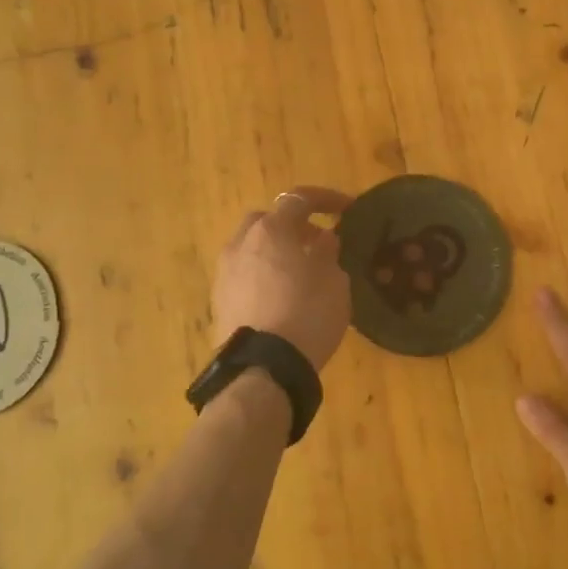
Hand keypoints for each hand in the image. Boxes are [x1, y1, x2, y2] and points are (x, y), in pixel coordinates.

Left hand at [213, 187, 353, 369]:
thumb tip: (323, 239)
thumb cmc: (308, 314)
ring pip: (252, 248)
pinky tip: (282, 296)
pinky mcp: (219, 302)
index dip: (327, 199)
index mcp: (272, 230)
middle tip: (317, 241)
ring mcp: (225, 273)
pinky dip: (264, 275)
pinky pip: (245, 275)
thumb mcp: (334, 281)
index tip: (348, 209)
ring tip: (301, 272)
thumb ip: (328, 252)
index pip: (300, 199)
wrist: (264, 369)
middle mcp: (241, 244)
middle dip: (292, 225)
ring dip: (275, 251)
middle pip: (267, 220)